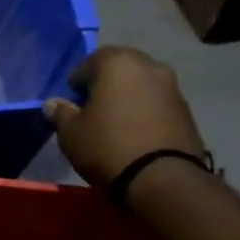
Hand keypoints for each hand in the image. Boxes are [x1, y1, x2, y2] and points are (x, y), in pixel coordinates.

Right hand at [44, 47, 206, 187]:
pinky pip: (157, 103)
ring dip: (128, 96)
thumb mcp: (71, 133)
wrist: (162, 177)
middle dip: (105, 84)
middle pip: (120, 68)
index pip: (90, 62)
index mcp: (117, 63)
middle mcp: (149, 66)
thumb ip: (61, 113)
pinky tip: (136, 132)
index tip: (71, 102)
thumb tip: (53, 104)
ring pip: (141, 84)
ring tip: (115, 122)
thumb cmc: (107, 146)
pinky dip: (145, 110)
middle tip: (93, 108)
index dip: (77, 82)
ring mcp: (172, 86)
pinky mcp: (187, 109)